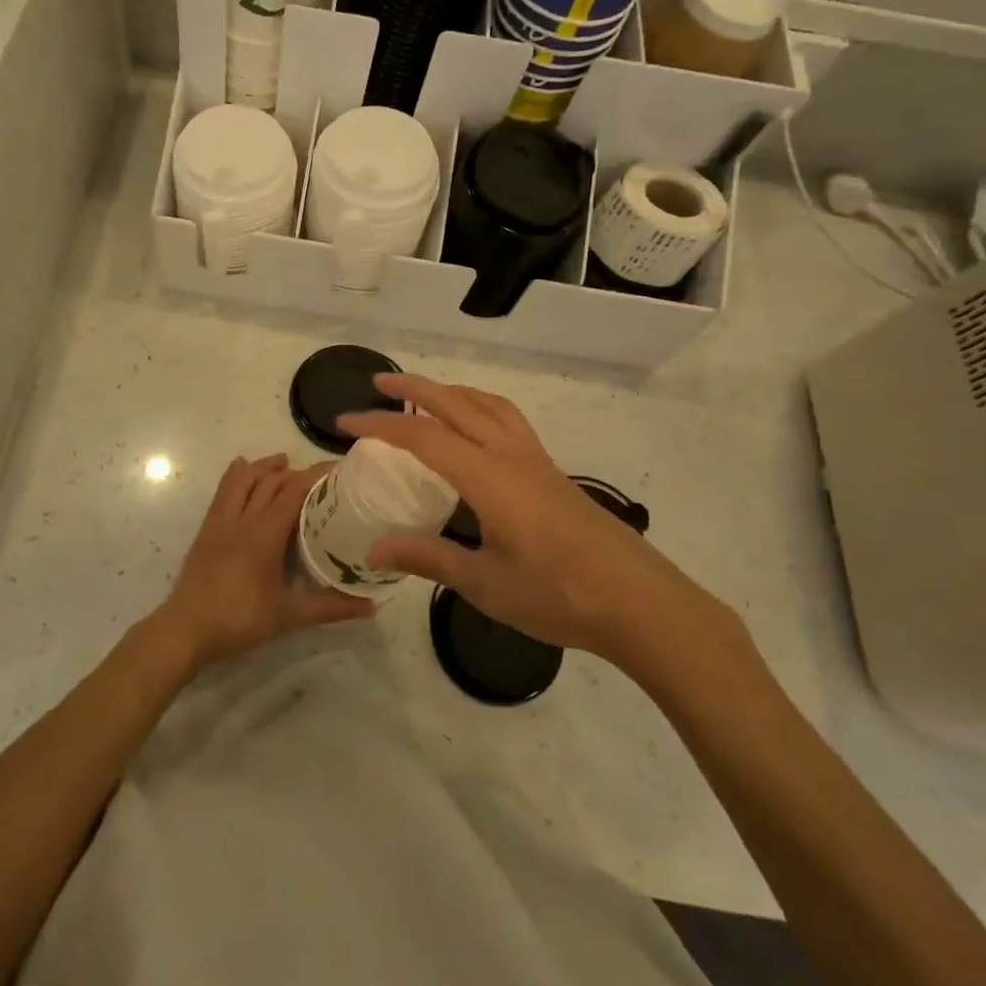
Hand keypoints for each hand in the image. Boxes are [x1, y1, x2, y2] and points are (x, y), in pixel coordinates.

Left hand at [153, 454, 375, 670]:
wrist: (186, 629)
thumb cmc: (239, 620)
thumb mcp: (288, 616)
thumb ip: (330, 608)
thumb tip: (372, 607)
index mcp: (265, 534)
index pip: (294, 491)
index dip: (316, 476)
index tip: (339, 470)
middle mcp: (243, 518)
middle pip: (270, 481)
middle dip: (295, 472)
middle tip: (318, 477)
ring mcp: (220, 521)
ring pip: (242, 479)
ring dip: (264, 467)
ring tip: (282, 463)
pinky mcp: (206, 528)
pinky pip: (222, 490)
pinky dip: (236, 475)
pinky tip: (242, 469)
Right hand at [339, 376, 747, 682]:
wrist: (640, 603)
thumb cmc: (558, 595)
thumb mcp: (485, 584)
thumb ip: (428, 559)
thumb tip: (375, 548)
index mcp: (488, 477)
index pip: (422, 437)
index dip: (380, 425)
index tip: (345, 423)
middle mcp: (510, 455)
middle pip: (456, 403)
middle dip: (414, 388)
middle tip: (379, 383)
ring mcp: (536, 460)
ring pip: (488, 404)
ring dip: (451, 391)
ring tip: (425, 396)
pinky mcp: (552, 472)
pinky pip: (508, 419)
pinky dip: (479, 406)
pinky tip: (474, 430)